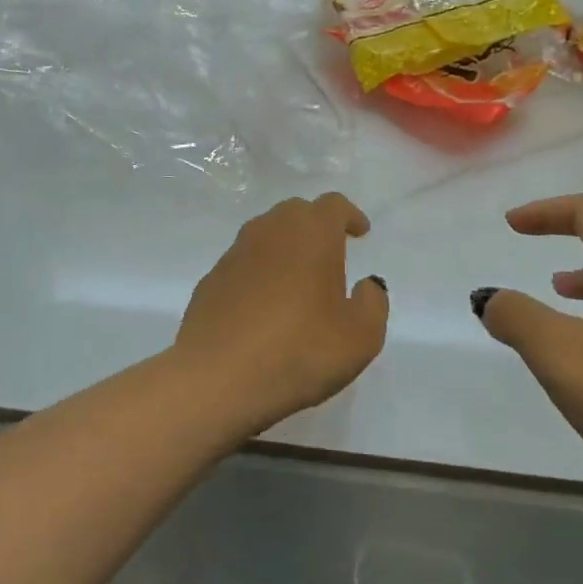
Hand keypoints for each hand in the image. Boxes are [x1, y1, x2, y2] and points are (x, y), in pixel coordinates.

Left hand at [174, 193, 389, 432]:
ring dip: (285, 248)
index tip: (360, 232)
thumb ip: (372, 303)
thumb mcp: (360, 337)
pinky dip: (259, 273)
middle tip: (330, 253)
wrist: (217, 378)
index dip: (350, 216)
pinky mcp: (210, 280)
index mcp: (311, 233)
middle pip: (296, 212)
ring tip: (298, 280)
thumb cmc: (299, 351)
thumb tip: (366, 285)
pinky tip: (264, 306)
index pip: (333, 205)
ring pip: (266, 235)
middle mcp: (270, 231)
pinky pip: (243, 264)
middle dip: (316, 226)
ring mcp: (234, 254)